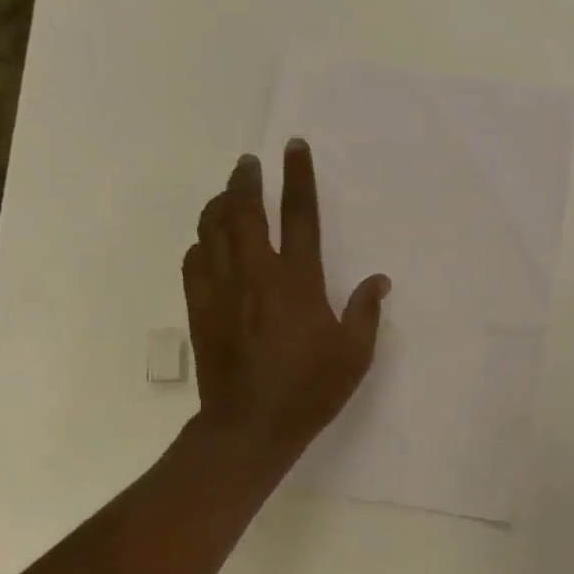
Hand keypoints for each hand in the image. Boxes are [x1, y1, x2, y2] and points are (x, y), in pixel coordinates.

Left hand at [181, 142, 389, 471]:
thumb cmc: (310, 389)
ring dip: (221, 203)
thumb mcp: (354, 355)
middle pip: (245, 212)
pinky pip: (194, 260)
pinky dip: (201, 241)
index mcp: (297, 281)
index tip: (293, 147)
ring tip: (229, 191)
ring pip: (213, 230)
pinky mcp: (200, 308)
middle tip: (249, 162)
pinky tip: (208, 239)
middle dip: (247, 180)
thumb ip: (365, 312)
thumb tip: (378, 280)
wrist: (250, 425)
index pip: (299, 216)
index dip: (298, 177)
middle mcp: (256, 274)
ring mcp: (222, 290)